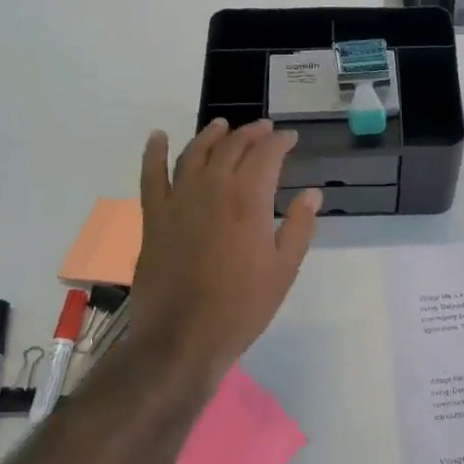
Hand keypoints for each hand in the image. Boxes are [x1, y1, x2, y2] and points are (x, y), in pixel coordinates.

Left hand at [129, 119, 320, 380]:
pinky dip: (154, 152)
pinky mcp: (154, 216)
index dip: (281, 142)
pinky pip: (151, 175)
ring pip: (195, 153)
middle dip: (251, 134)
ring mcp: (179, 200)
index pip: (268, 155)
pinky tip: (158, 136)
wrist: (182, 337)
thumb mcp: (284, 269)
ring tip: (222, 125)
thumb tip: (312, 193)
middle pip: (232, 147)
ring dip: (211, 135)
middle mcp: (213, 188)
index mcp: (249, 199)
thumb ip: (300, 227)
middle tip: (264, 130)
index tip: (291, 139)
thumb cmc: (242, 306)